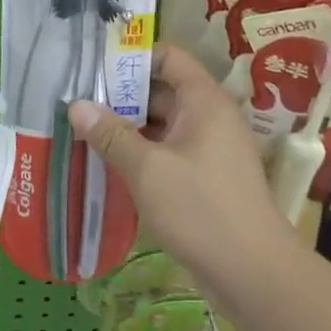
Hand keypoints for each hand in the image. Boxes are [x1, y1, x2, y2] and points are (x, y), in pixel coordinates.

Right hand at [70, 46, 291, 301]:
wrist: (254, 274)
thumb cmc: (200, 209)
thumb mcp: (147, 169)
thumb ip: (110, 134)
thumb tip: (76, 105)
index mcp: (204, 101)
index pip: (168, 57)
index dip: (133, 58)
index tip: (95, 69)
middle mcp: (210, 117)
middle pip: (162, 90)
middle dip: (121, 97)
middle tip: (79, 104)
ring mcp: (211, 149)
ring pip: (163, 124)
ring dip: (129, 128)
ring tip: (86, 133)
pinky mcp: (207, 177)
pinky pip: (170, 151)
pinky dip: (143, 152)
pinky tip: (111, 164)